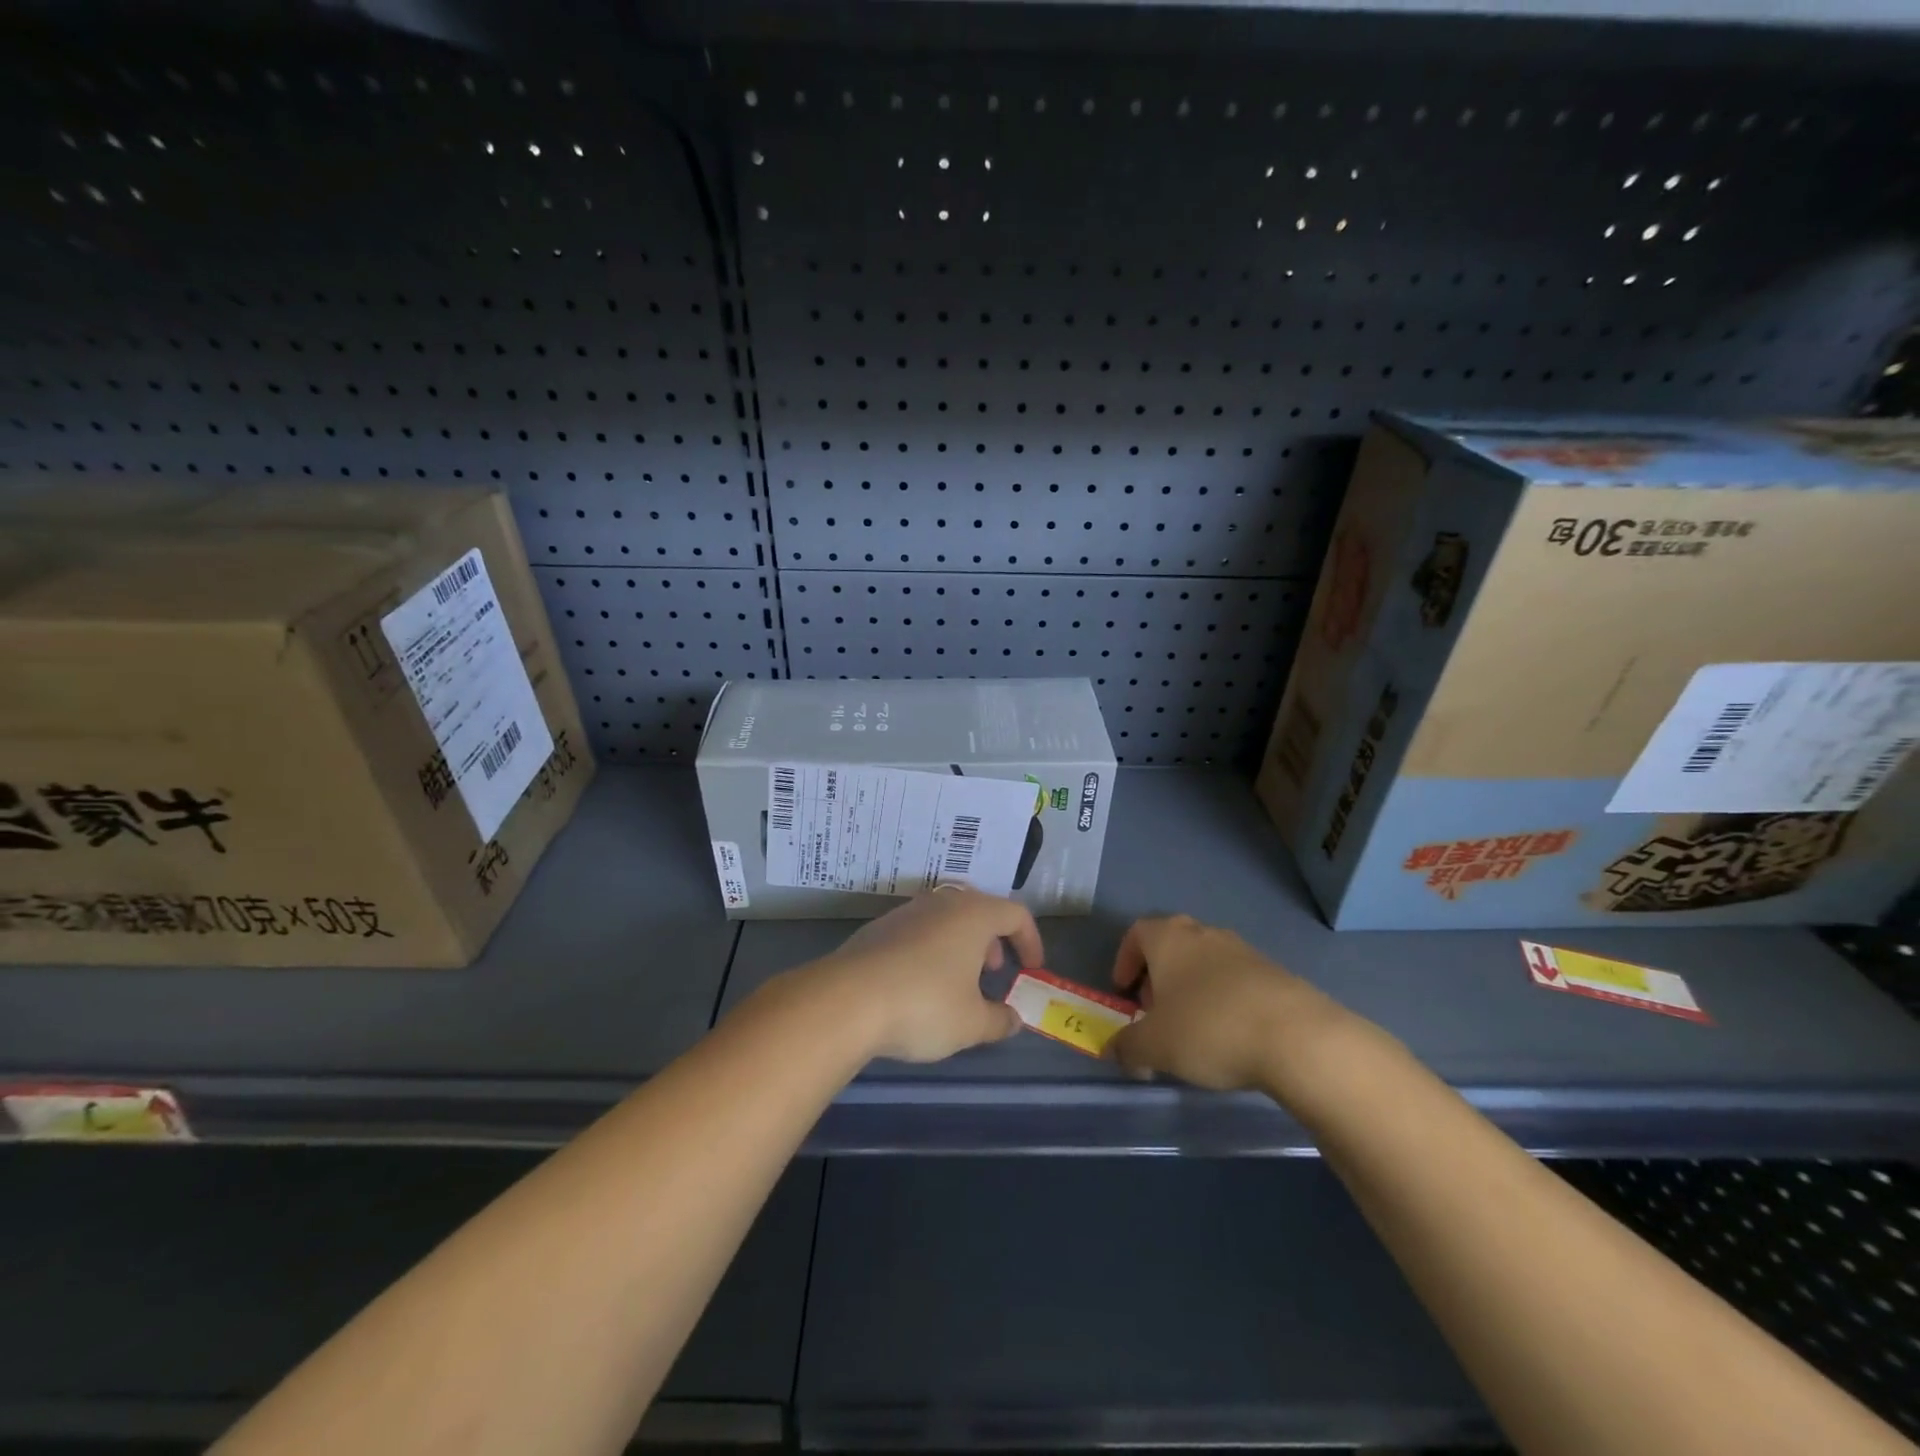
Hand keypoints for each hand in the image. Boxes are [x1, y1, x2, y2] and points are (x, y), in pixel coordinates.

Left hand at [807, 888, 1040, 1062]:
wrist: (846, 1000)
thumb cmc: (924, 1005)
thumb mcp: (971, 1024)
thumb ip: (999, 1021)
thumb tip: (1014, 1020)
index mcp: (973, 914)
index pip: (1016, 914)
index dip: (1031, 940)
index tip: (1032, 968)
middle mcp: (941, 902)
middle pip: (979, 909)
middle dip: (992, 939)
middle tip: (994, 970)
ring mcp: (906, 912)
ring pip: (945, 918)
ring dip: (960, 944)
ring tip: (957, 981)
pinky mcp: (878, 928)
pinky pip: (917, 931)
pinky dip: (930, 949)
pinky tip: (919, 984)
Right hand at [1105, 915, 1343, 1090]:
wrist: (1297, 1037)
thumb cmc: (1209, 1028)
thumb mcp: (1155, 1046)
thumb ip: (1127, 1047)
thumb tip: (1114, 1050)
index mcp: (1169, 938)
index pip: (1137, 933)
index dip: (1125, 960)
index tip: (1124, 992)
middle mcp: (1204, 934)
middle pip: (1172, 945)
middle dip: (1158, 976)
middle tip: (1154, 1012)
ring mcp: (1243, 950)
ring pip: (1205, 962)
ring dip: (1192, 989)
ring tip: (1192, 1029)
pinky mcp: (1275, 973)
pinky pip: (1236, 981)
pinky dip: (1224, 1000)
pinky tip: (1229, 1036)